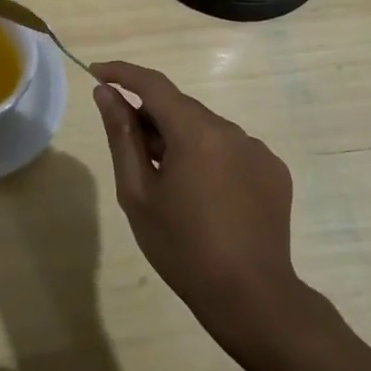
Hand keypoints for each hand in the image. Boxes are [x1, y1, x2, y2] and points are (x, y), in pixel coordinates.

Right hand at [90, 61, 310, 349]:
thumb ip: (121, 136)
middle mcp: (231, 130)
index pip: (153, 84)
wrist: (251, 297)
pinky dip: (209, 156)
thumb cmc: (182, 247)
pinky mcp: (274, 171)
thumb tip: (105, 93)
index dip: (122, 73)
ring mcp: (258, 150)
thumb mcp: (137, 193)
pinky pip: (231, 149)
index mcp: (196, 133)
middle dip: (150, 117)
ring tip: (168, 182)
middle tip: (130, 150)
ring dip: (181, 139)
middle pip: (180, 107)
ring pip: (206, 128)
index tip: (97, 72)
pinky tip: (204, 194)